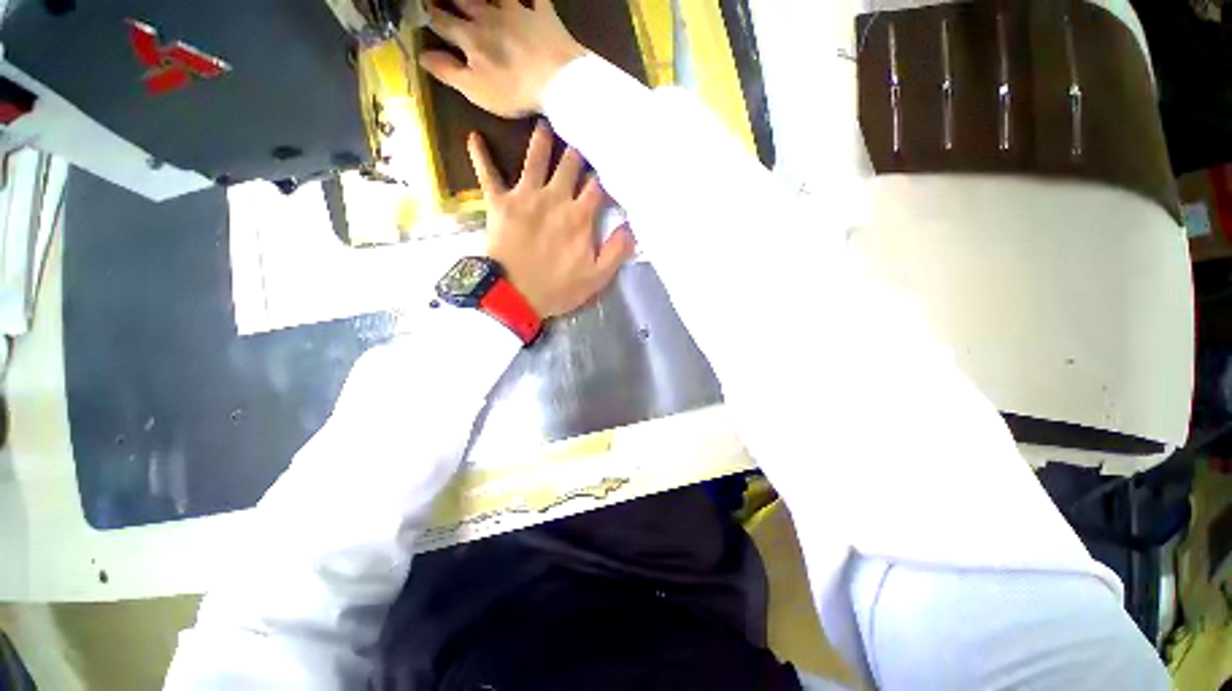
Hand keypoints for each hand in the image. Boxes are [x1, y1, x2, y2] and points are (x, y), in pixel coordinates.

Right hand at [419, 0, 585, 116]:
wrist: (558, 82)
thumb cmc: (515, 91)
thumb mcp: (477, 90)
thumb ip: (449, 72)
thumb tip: (422, 55)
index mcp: (471, 38)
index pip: (442, 21)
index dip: (427, 14)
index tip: (418, 9)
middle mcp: (490, 17)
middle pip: (463, 0)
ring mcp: (518, 12)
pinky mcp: (543, 14)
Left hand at [472, 123, 633, 316]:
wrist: (514, 297)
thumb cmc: (558, 289)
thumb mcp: (597, 278)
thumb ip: (616, 251)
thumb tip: (631, 226)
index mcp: (579, 217)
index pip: (597, 185)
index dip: (606, 172)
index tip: (611, 160)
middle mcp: (554, 198)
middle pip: (569, 164)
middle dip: (578, 150)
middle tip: (581, 131)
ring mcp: (525, 197)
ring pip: (534, 159)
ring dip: (541, 141)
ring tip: (544, 123)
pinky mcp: (499, 203)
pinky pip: (487, 174)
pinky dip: (480, 156)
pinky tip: (474, 137)